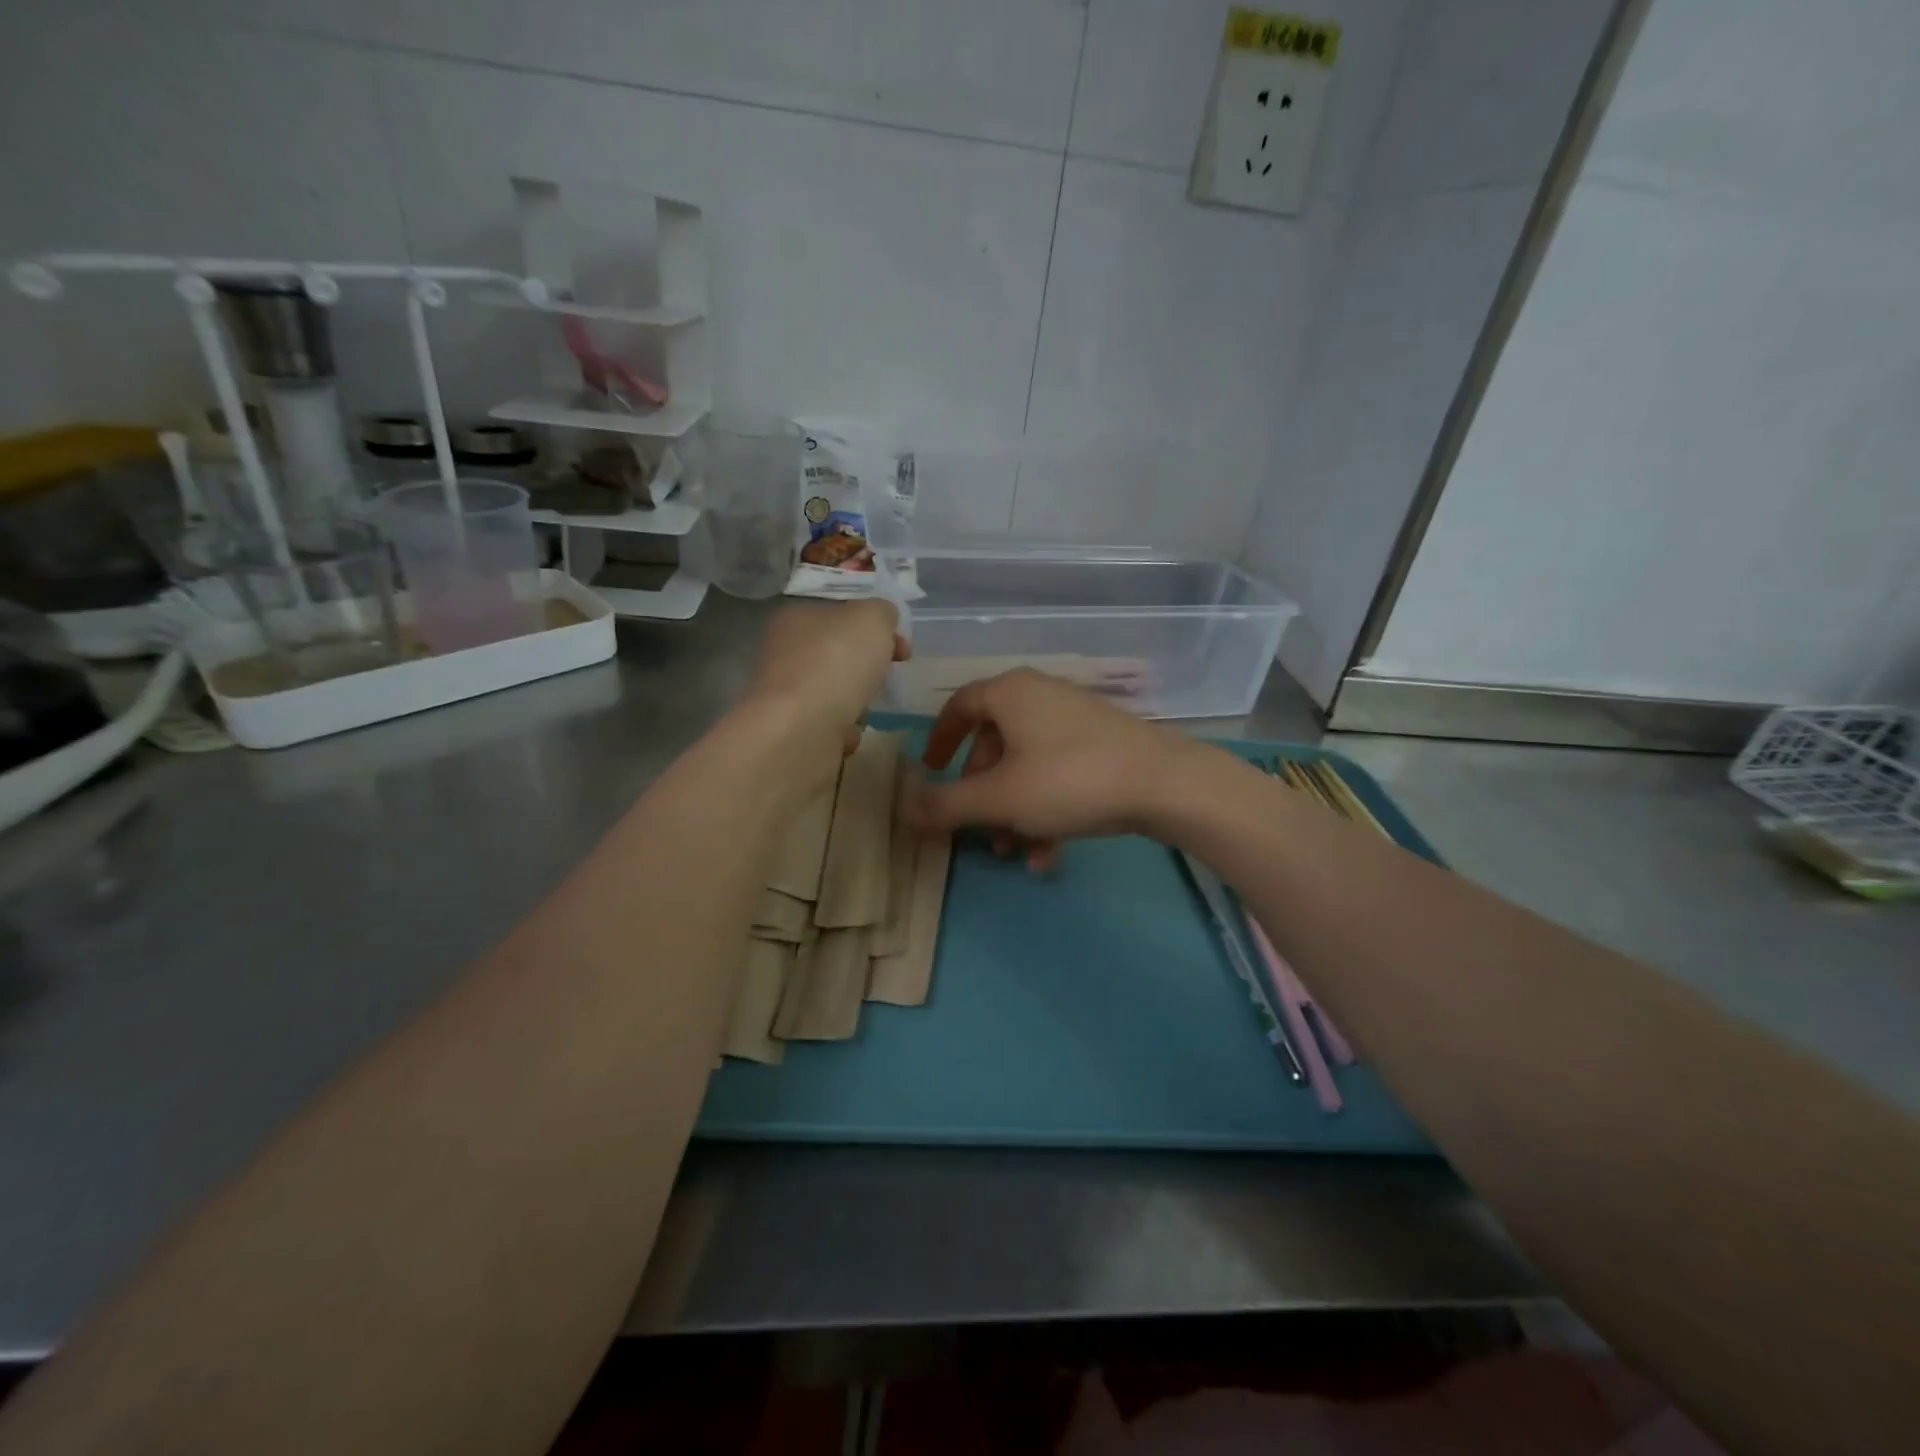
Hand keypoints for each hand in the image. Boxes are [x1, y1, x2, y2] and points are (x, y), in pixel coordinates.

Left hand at [745, 600, 908, 753]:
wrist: (802, 729)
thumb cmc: (836, 662)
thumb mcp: (872, 618)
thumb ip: (881, 612)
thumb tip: (882, 619)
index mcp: (796, 617)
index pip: (839, 613)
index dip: (874, 625)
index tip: (900, 644)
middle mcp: (785, 653)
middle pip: (838, 655)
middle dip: (867, 668)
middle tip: (887, 676)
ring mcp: (786, 694)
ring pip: (834, 693)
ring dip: (856, 703)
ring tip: (863, 710)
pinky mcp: (791, 730)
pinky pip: (829, 727)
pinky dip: (842, 731)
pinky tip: (846, 733)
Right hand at [905, 669, 1203, 869]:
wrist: (1165, 784)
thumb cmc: (1068, 780)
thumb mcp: (999, 798)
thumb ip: (946, 805)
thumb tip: (904, 809)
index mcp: (1010, 694)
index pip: (959, 706)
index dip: (939, 740)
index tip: (931, 772)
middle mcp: (1040, 697)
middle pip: (994, 744)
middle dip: (982, 794)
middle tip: (979, 830)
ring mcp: (1075, 721)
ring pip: (1027, 767)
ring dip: (1013, 812)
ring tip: (1013, 853)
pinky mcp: (1103, 745)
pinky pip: (1058, 775)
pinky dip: (1046, 811)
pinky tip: (1048, 856)